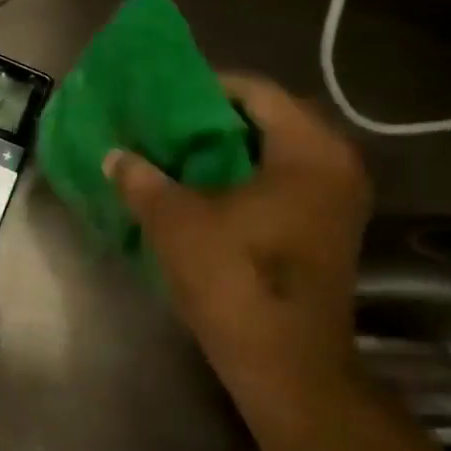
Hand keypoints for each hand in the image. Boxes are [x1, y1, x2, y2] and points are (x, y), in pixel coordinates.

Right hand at [106, 74, 371, 423]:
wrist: (284, 363)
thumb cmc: (235, 280)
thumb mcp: (176, 223)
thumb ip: (142, 180)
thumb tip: (114, 155)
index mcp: (309, 151)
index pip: (257, 92)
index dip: (205, 87)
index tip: (163, 98)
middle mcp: (335, 167)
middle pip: (269, 122)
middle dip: (214, 123)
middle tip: (166, 128)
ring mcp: (336, 203)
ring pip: (275, 158)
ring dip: (228, 155)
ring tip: (177, 160)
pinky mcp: (325, 234)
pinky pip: (282, 188)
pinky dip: (243, 183)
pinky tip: (203, 197)